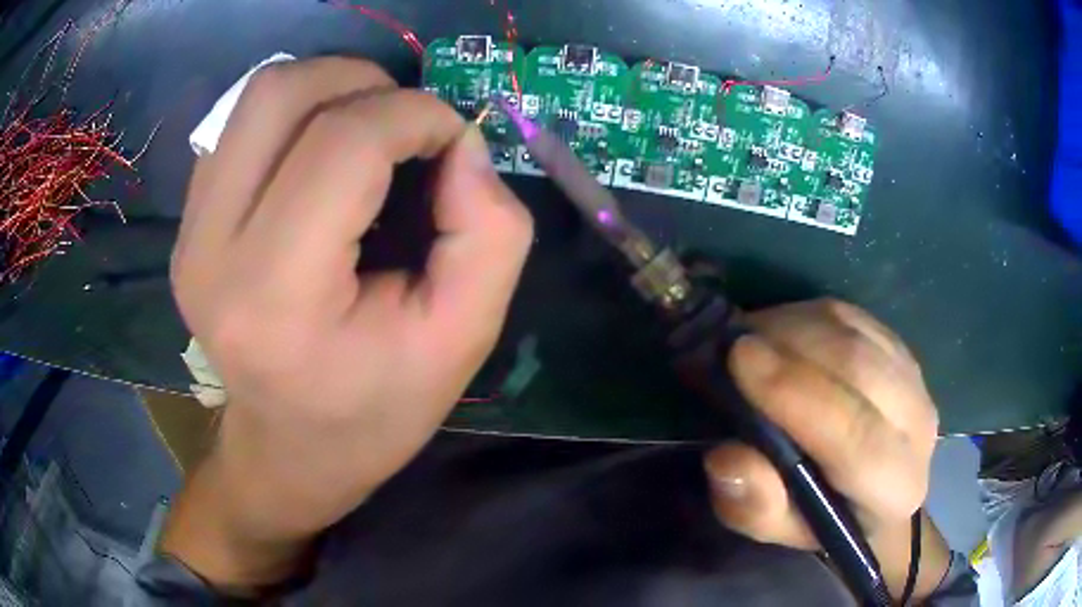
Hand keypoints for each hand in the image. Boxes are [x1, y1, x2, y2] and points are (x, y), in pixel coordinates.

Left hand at [166, 57, 531, 583]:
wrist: (288, 452)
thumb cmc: (376, 411)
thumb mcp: (464, 339)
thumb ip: (491, 233)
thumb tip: (463, 143)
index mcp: (276, 298)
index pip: (343, 144)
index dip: (417, 116)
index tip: (455, 142)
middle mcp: (211, 253)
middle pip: (282, 95)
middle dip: (365, 83)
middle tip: (407, 125)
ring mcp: (189, 235)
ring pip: (257, 96)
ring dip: (329, 90)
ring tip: (368, 131)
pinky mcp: (187, 226)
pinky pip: (239, 125)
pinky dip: (295, 116)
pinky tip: (320, 158)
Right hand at [703, 299, 943, 598]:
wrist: (872, 494)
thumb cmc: (821, 518)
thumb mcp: (777, 529)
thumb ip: (754, 507)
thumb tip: (728, 458)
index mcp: (894, 488)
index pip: (854, 436)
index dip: (797, 393)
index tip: (740, 357)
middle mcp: (917, 427)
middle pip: (860, 368)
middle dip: (791, 345)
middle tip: (734, 342)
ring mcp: (915, 379)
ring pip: (855, 333)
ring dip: (795, 326)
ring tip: (751, 337)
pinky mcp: (901, 348)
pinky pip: (854, 317)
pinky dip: (809, 316)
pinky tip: (781, 332)